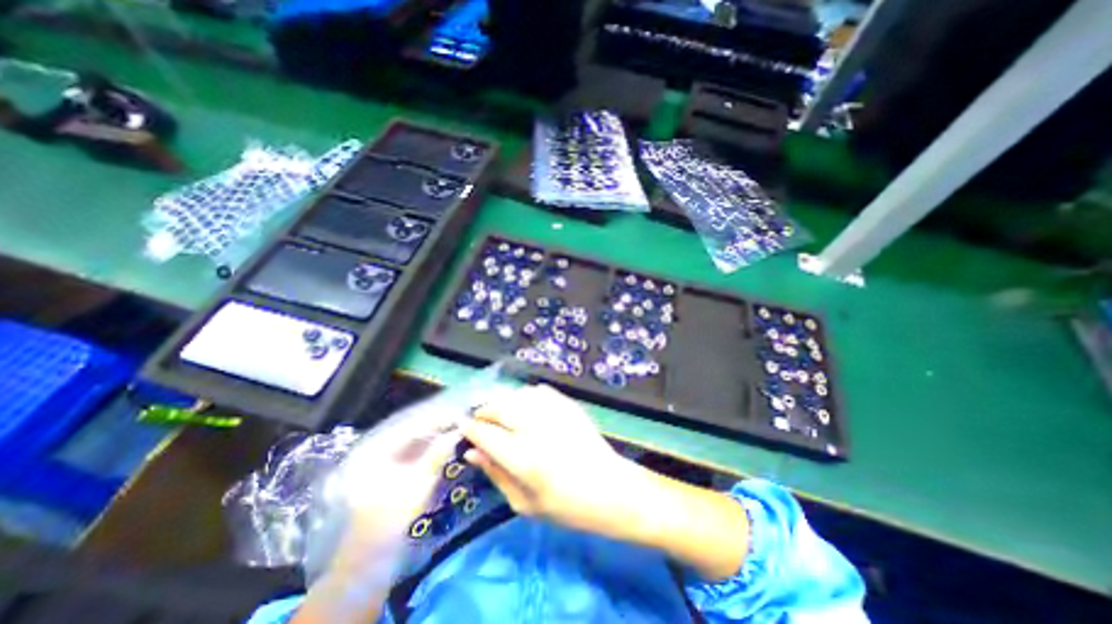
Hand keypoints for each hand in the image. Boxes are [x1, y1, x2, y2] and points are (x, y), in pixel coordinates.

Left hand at [320, 405, 463, 578]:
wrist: (370, 560)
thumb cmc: (391, 520)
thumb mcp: (418, 484)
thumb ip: (438, 454)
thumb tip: (458, 430)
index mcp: (375, 450)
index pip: (412, 426)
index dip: (438, 419)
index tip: (461, 414)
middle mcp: (376, 449)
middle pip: (412, 430)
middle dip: (438, 425)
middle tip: (463, 420)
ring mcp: (380, 460)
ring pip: (414, 440)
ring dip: (436, 434)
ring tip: (458, 428)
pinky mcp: (389, 470)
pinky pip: (413, 451)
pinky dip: (430, 447)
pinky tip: (446, 444)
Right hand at [455, 384, 639, 535]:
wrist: (609, 488)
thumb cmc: (565, 505)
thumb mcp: (524, 502)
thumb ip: (495, 473)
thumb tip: (471, 452)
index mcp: (523, 458)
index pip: (485, 433)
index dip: (470, 429)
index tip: (463, 428)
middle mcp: (536, 429)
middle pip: (499, 407)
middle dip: (484, 412)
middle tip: (481, 422)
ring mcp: (554, 413)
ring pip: (516, 395)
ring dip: (503, 402)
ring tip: (502, 415)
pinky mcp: (567, 405)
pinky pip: (538, 391)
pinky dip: (525, 396)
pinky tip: (525, 408)